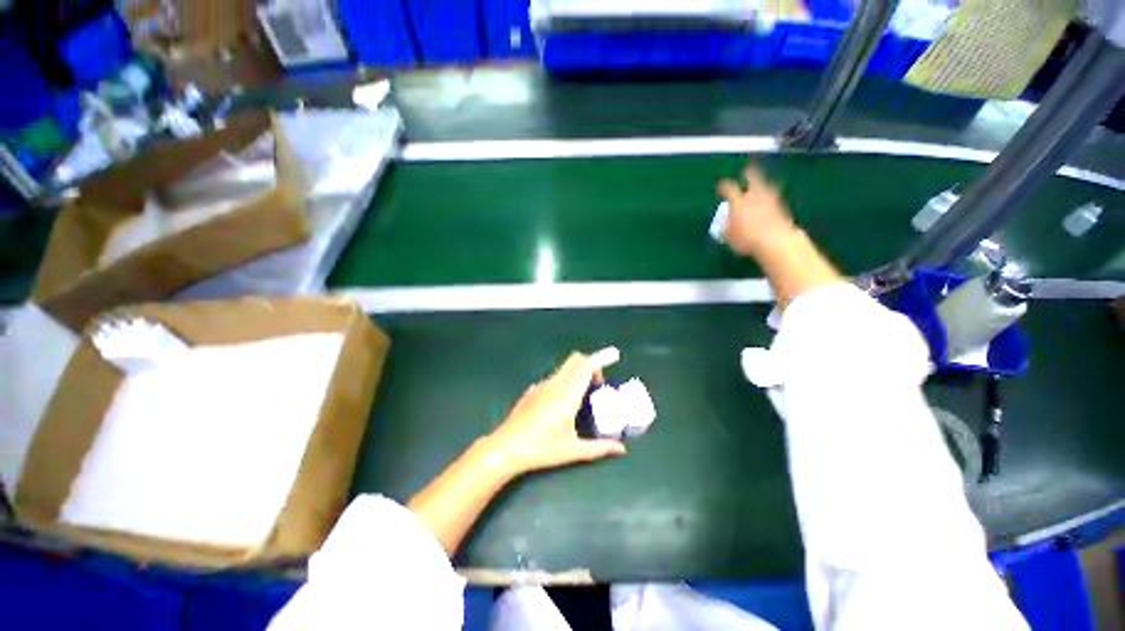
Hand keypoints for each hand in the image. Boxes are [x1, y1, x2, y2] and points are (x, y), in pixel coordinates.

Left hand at [485, 351, 627, 474]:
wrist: (505, 448)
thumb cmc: (541, 449)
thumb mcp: (572, 451)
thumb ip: (599, 448)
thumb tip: (622, 449)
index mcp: (567, 396)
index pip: (586, 367)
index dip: (601, 359)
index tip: (614, 355)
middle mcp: (555, 384)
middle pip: (576, 360)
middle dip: (591, 364)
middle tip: (598, 383)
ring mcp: (541, 385)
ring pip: (564, 368)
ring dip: (578, 373)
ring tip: (583, 395)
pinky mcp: (532, 390)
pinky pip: (554, 378)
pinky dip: (565, 380)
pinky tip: (562, 403)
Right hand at [717, 165, 798, 257]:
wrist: (775, 241)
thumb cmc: (746, 240)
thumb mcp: (729, 236)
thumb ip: (726, 227)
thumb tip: (725, 223)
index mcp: (738, 202)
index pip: (729, 188)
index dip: (724, 186)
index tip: (721, 185)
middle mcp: (754, 197)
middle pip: (754, 178)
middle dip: (750, 173)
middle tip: (748, 169)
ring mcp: (770, 200)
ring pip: (767, 187)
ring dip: (763, 186)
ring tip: (761, 187)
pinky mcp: (782, 208)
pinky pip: (774, 199)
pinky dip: (770, 199)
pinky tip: (769, 204)